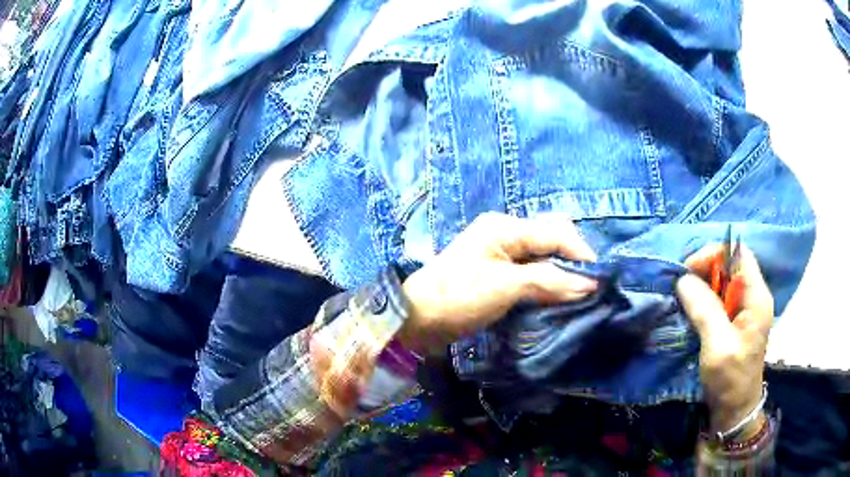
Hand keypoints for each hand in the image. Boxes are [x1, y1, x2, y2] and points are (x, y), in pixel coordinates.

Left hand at [398, 212, 598, 354]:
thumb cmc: (459, 297)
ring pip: (542, 253)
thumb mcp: (506, 287)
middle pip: (551, 238)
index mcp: (505, 227)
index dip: (580, 254)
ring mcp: (499, 250)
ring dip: (561, 270)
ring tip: (577, 291)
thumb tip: (590, 283)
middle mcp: (504, 231)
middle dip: (572, 259)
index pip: (555, 233)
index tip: (600, 280)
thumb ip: (549, 281)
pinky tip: (556, 293)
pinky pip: (531, 268)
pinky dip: (546, 279)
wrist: (417, 318)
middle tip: (588, 285)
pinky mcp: (496, 269)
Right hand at [676, 244, 773, 439]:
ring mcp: (744, 308)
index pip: (739, 254)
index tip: (688, 272)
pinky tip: (691, 310)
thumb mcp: (718, 346)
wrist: (734, 410)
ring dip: (701, 285)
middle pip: (730, 264)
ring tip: (683, 299)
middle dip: (704, 270)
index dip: (714, 255)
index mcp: (757, 297)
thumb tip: (683, 280)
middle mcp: (753, 296)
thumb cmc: (731, 380)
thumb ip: (704, 310)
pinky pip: (718, 297)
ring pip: (722, 281)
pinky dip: (703, 299)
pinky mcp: (734, 320)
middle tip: (681, 287)